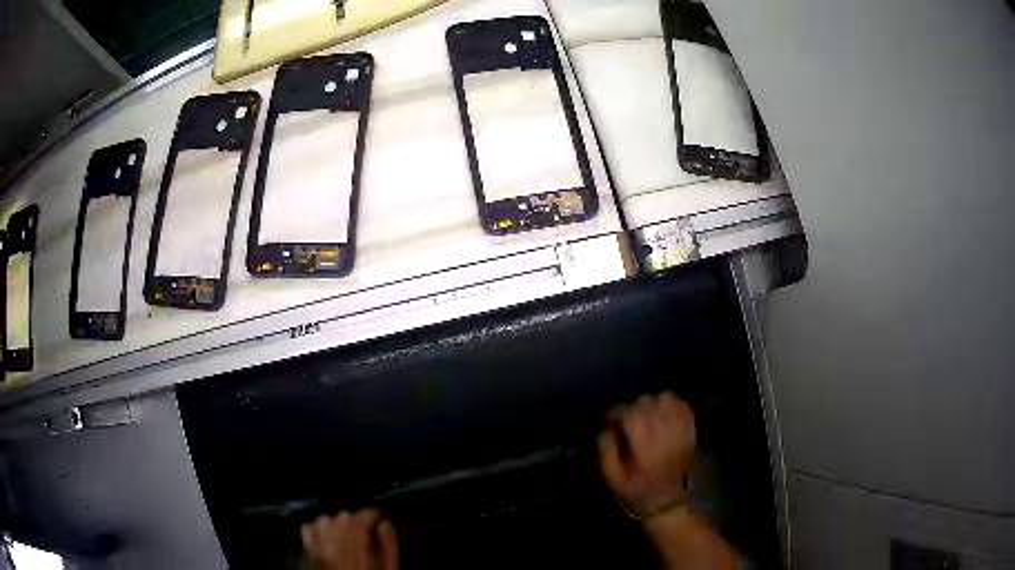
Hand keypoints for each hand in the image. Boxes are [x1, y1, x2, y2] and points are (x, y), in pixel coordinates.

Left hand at [301, 509, 397, 569]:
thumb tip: (386, 525)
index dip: (372, 512)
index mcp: (358, 553)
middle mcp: (333, 549)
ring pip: (324, 521)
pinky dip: (318, 528)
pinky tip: (328, 536)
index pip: (362, 520)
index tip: (380, 514)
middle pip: (343, 517)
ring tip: (349, 533)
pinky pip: (309, 530)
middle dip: (357, 519)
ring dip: (338, 523)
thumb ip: (390, 547)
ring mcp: (318, 551)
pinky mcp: (308, 555)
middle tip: (368, 527)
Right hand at [598, 393, 695, 517]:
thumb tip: (606, 428)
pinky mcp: (690, 428)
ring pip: (664, 398)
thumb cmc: (638, 491)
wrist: (669, 501)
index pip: (628, 413)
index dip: (614, 413)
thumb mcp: (612, 477)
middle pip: (646, 402)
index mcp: (644, 442)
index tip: (608, 421)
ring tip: (644, 417)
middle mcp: (664, 430)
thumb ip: (606, 449)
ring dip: (651, 404)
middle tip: (625, 422)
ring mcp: (680, 427)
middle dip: (632, 408)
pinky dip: (669, 404)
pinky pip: (681, 404)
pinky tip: (661, 415)